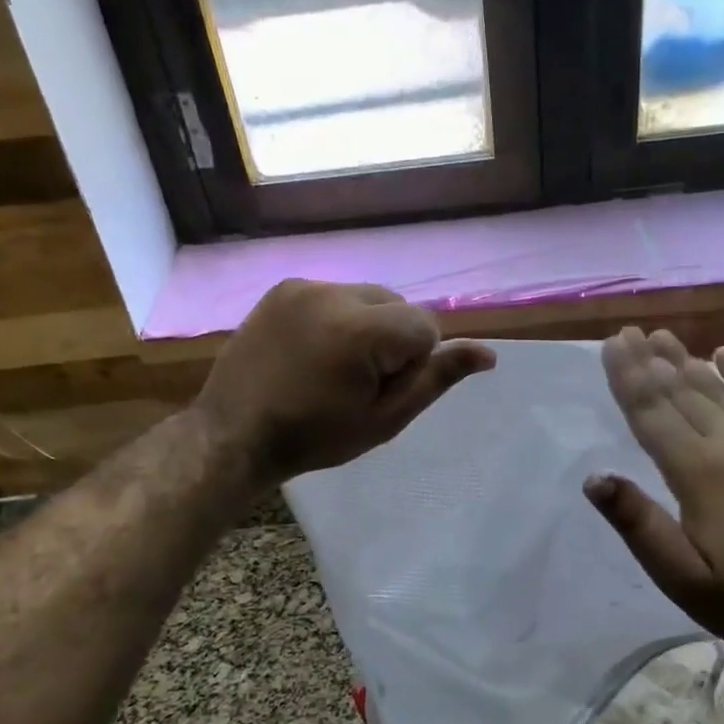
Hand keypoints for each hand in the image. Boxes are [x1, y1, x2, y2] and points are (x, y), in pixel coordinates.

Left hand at [194, 279, 495, 487]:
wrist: (235, 433)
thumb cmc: (315, 437)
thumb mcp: (384, 419)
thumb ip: (434, 379)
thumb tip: (488, 354)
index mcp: (361, 329)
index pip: (425, 327)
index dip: (414, 362)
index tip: (381, 391)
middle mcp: (333, 293)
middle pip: (398, 305)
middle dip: (394, 339)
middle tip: (360, 382)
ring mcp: (303, 286)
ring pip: (368, 297)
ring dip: (368, 326)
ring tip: (335, 367)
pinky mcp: (283, 288)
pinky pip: (334, 295)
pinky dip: (338, 318)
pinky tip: (314, 351)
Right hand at [584, 327, 723, 658]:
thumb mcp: (681, 577)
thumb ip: (639, 525)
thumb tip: (594, 478)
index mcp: (701, 472)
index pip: (654, 414)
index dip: (629, 378)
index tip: (611, 344)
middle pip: (684, 392)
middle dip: (652, 361)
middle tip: (629, 331)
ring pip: (720, 391)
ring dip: (688, 361)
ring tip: (663, 336)